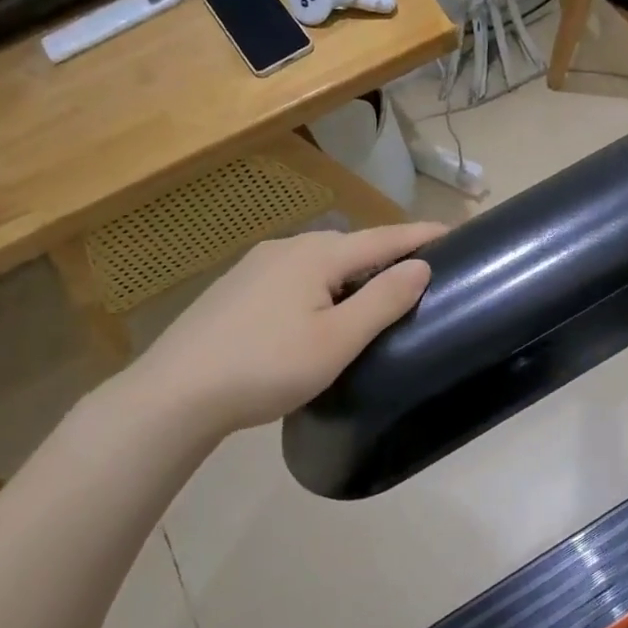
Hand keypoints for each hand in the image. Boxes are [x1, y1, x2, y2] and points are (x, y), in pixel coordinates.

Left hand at [112, 221, 446, 442]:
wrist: (174, 394)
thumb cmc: (266, 367)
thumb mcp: (337, 340)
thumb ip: (383, 300)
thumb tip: (421, 266)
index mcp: (317, 255)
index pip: (383, 238)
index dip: (420, 235)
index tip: (454, 232)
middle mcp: (287, 248)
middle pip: (351, 245)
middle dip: (386, 253)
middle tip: (418, 272)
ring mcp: (256, 266)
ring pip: (319, 260)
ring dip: (352, 270)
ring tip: (373, 292)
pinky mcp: (235, 288)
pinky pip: (294, 275)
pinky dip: (321, 283)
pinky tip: (317, 309)